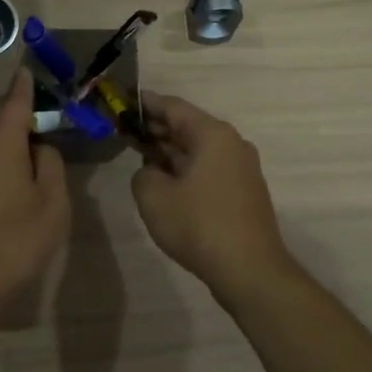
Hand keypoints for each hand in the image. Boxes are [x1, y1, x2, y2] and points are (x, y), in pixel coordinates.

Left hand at [0, 72, 70, 320]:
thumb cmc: (16, 239)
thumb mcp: (52, 203)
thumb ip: (51, 165)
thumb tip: (41, 148)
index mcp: (1, 143)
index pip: (15, 102)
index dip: (25, 85)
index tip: (29, 69)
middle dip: (17, 108)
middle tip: (44, 112)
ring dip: (8, 134)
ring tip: (35, 142)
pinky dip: (0, 154)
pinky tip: (16, 171)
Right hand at [132, 92, 295, 299]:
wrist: (249, 270)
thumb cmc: (198, 225)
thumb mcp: (154, 196)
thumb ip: (143, 174)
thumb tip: (152, 172)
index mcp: (212, 135)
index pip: (173, 107)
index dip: (145, 104)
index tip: (122, 102)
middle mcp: (231, 144)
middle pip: (188, 126)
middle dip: (156, 128)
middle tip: (124, 130)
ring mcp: (241, 168)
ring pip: (197, 149)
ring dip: (169, 150)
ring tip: (139, 154)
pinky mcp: (242, 192)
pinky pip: (207, 168)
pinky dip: (184, 168)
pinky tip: (165, 181)